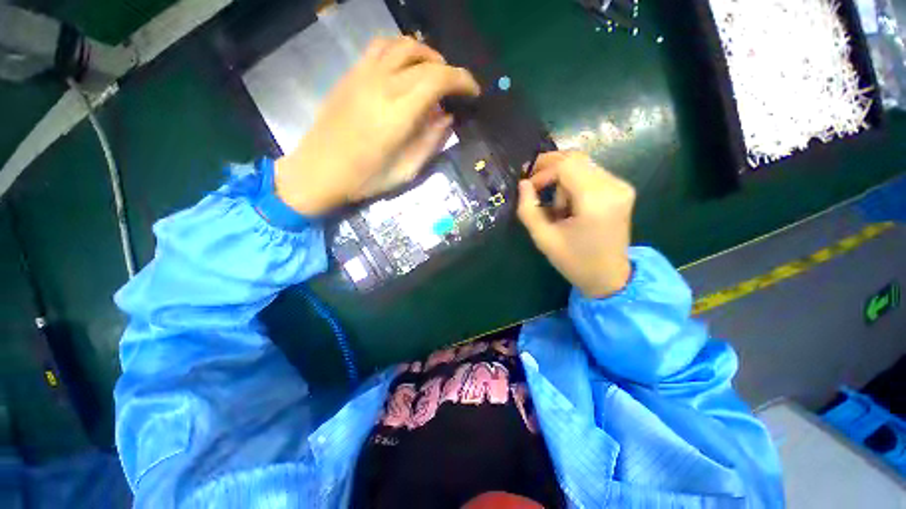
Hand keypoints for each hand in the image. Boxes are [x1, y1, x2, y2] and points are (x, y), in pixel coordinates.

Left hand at [275, 36, 480, 215]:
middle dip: (449, 71)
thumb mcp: (407, 170)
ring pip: (402, 44)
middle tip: (455, 90)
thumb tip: (446, 117)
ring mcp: (363, 74)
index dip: (462, 81)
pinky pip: (380, 47)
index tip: (473, 92)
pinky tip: (405, 69)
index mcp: (399, 112)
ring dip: (426, 55)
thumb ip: (430, 142)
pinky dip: (401, 51)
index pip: (439, 79)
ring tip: (434, 73)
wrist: (320, 171)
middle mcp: (382, 83)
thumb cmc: (366, 178)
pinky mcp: (351, 74)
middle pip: (425, 60)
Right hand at [517, 151, 634, 297]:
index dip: (542, 173)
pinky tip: (568, 203)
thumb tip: (523, 184)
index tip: (529, 189)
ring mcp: (621, 186)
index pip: (566, 166)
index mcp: (595, 201)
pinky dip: (573, 182)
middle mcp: (613, 186)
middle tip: (533, 185)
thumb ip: (528, 209)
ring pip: (582, 164)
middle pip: (575, 159)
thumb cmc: (574, 261)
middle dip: (549, 168)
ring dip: (561, 178)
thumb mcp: (543, 238)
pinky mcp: (621, 189)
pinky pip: (590, 173)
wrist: (609, 277)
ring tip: (555, 205)